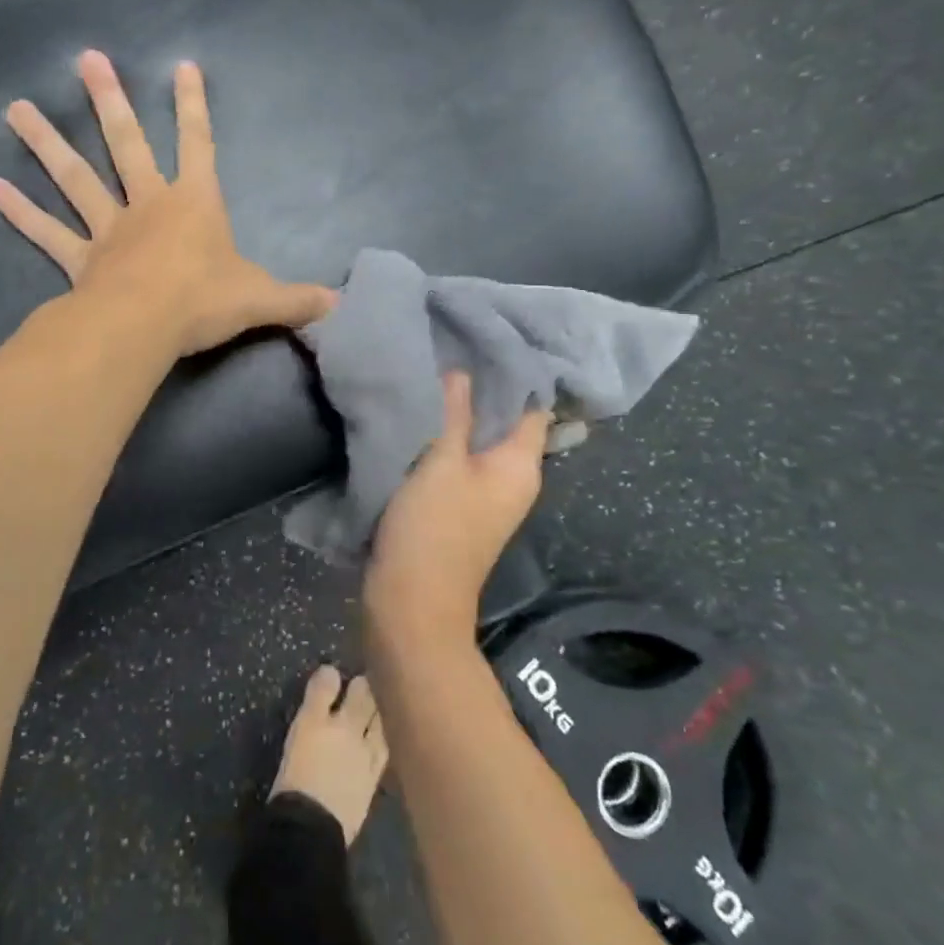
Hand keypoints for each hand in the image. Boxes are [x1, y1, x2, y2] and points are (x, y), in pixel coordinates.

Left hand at [0, 50, 335, 357]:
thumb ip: (298, 300)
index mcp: (194, 204)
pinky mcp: (79, 259)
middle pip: (126, 144)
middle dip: (108, 101)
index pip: (199, 144)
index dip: (193, 106)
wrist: (146, 327)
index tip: (182, 65)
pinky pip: (47, 233)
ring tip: (14, 108)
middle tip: (85, 59)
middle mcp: (148, 205)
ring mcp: (108, 229)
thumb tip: (342, 308)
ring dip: (46, 143)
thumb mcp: (261, 300)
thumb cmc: (204, 302)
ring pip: (75, 178)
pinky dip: (20, 212)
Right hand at [365, 372, 549, 644]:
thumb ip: (454, 414)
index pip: (532, 407)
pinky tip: (418, 415)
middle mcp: (512, 478)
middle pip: (503, 421)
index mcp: (520, 466)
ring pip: (476, 440)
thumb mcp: (441, 462)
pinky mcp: (458, 506)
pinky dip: (443, 438)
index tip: (483, 340)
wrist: (411, 603)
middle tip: (448, 348)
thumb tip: (463, 372)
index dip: (514, 373)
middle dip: (479, 388)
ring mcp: (485, 495)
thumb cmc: (433, 528)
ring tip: (430, 374)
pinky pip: (457, 460)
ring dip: (457, 414)